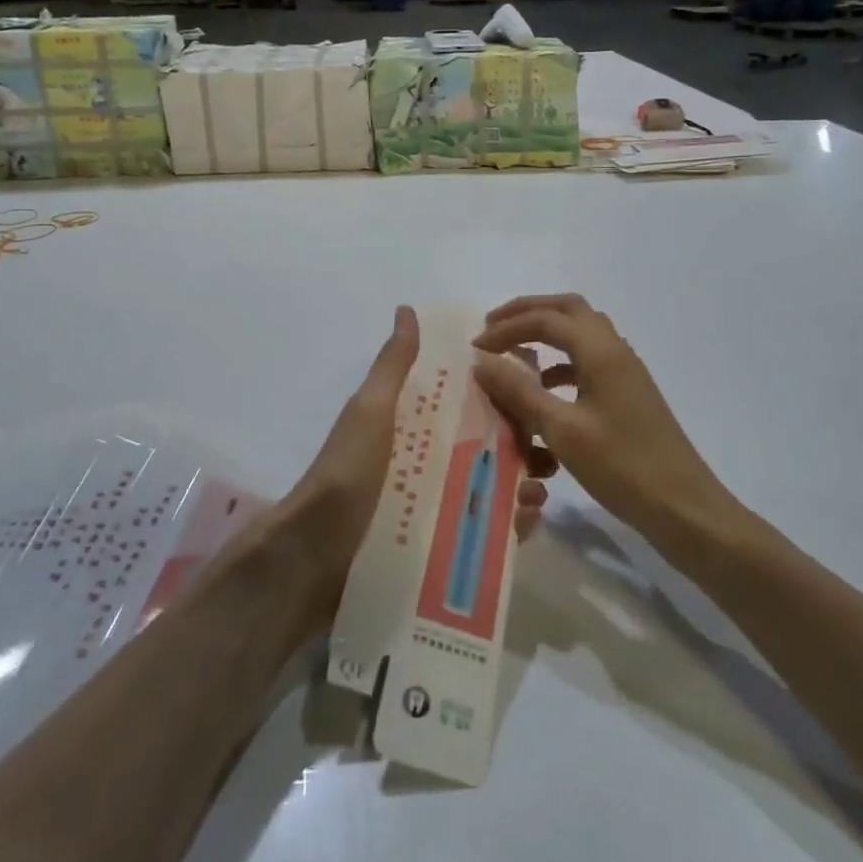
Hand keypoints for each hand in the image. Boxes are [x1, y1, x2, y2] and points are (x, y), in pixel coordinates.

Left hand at [284, 306, 546, 607]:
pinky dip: (509, 525)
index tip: (537, 394)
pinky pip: (484, 531)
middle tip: (548, 455)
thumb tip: (407, 309)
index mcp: (415, 424)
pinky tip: (524, 522)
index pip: (469, 402)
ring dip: (522, 485)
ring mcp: (435, 503)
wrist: (314, 552)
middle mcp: (428, 459)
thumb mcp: (371, 410)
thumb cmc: (347, 470)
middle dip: (523, 446)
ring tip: (539, 492)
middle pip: (488, 446)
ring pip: (492, 488)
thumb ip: (393, 364)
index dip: (504, 396)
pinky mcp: (440, 545)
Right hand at [471, 294, 745, 539]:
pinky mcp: (629, 395)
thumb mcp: (561, 430)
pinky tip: (545, 390)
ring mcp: (626, 373)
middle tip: (494, 328)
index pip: (546, 319)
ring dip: (547, 334)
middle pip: (569, 310)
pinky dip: (561, 363)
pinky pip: (589, 361)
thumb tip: (482, 361)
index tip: (475, 348)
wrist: (684, 508)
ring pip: (582, 333)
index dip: (506, 328)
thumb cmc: (622, 467)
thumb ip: (519, 391)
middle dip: (528, 313)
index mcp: (601, 352)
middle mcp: (616, 351)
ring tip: (514, 355)